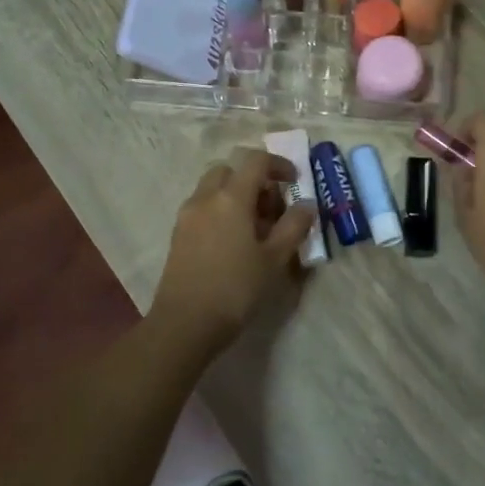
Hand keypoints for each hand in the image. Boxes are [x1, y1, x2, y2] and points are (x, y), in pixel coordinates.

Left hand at [148, 149, 316, 352]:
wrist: (185, 324)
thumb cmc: (236, 288)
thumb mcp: (275, 259)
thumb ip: (294, 226)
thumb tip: (306, 205)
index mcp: (231, 197)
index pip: (256, 161)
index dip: (279, 165)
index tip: (295, 181)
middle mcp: (205, 198)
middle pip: (230, 170)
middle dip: (254, 179)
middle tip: (273, 207)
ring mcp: (187, 216)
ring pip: (213, 189)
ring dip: (236, 196)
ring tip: (256, 228)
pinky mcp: (178, 235)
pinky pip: (203, 208)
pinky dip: (221, 211)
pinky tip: (235, 243)